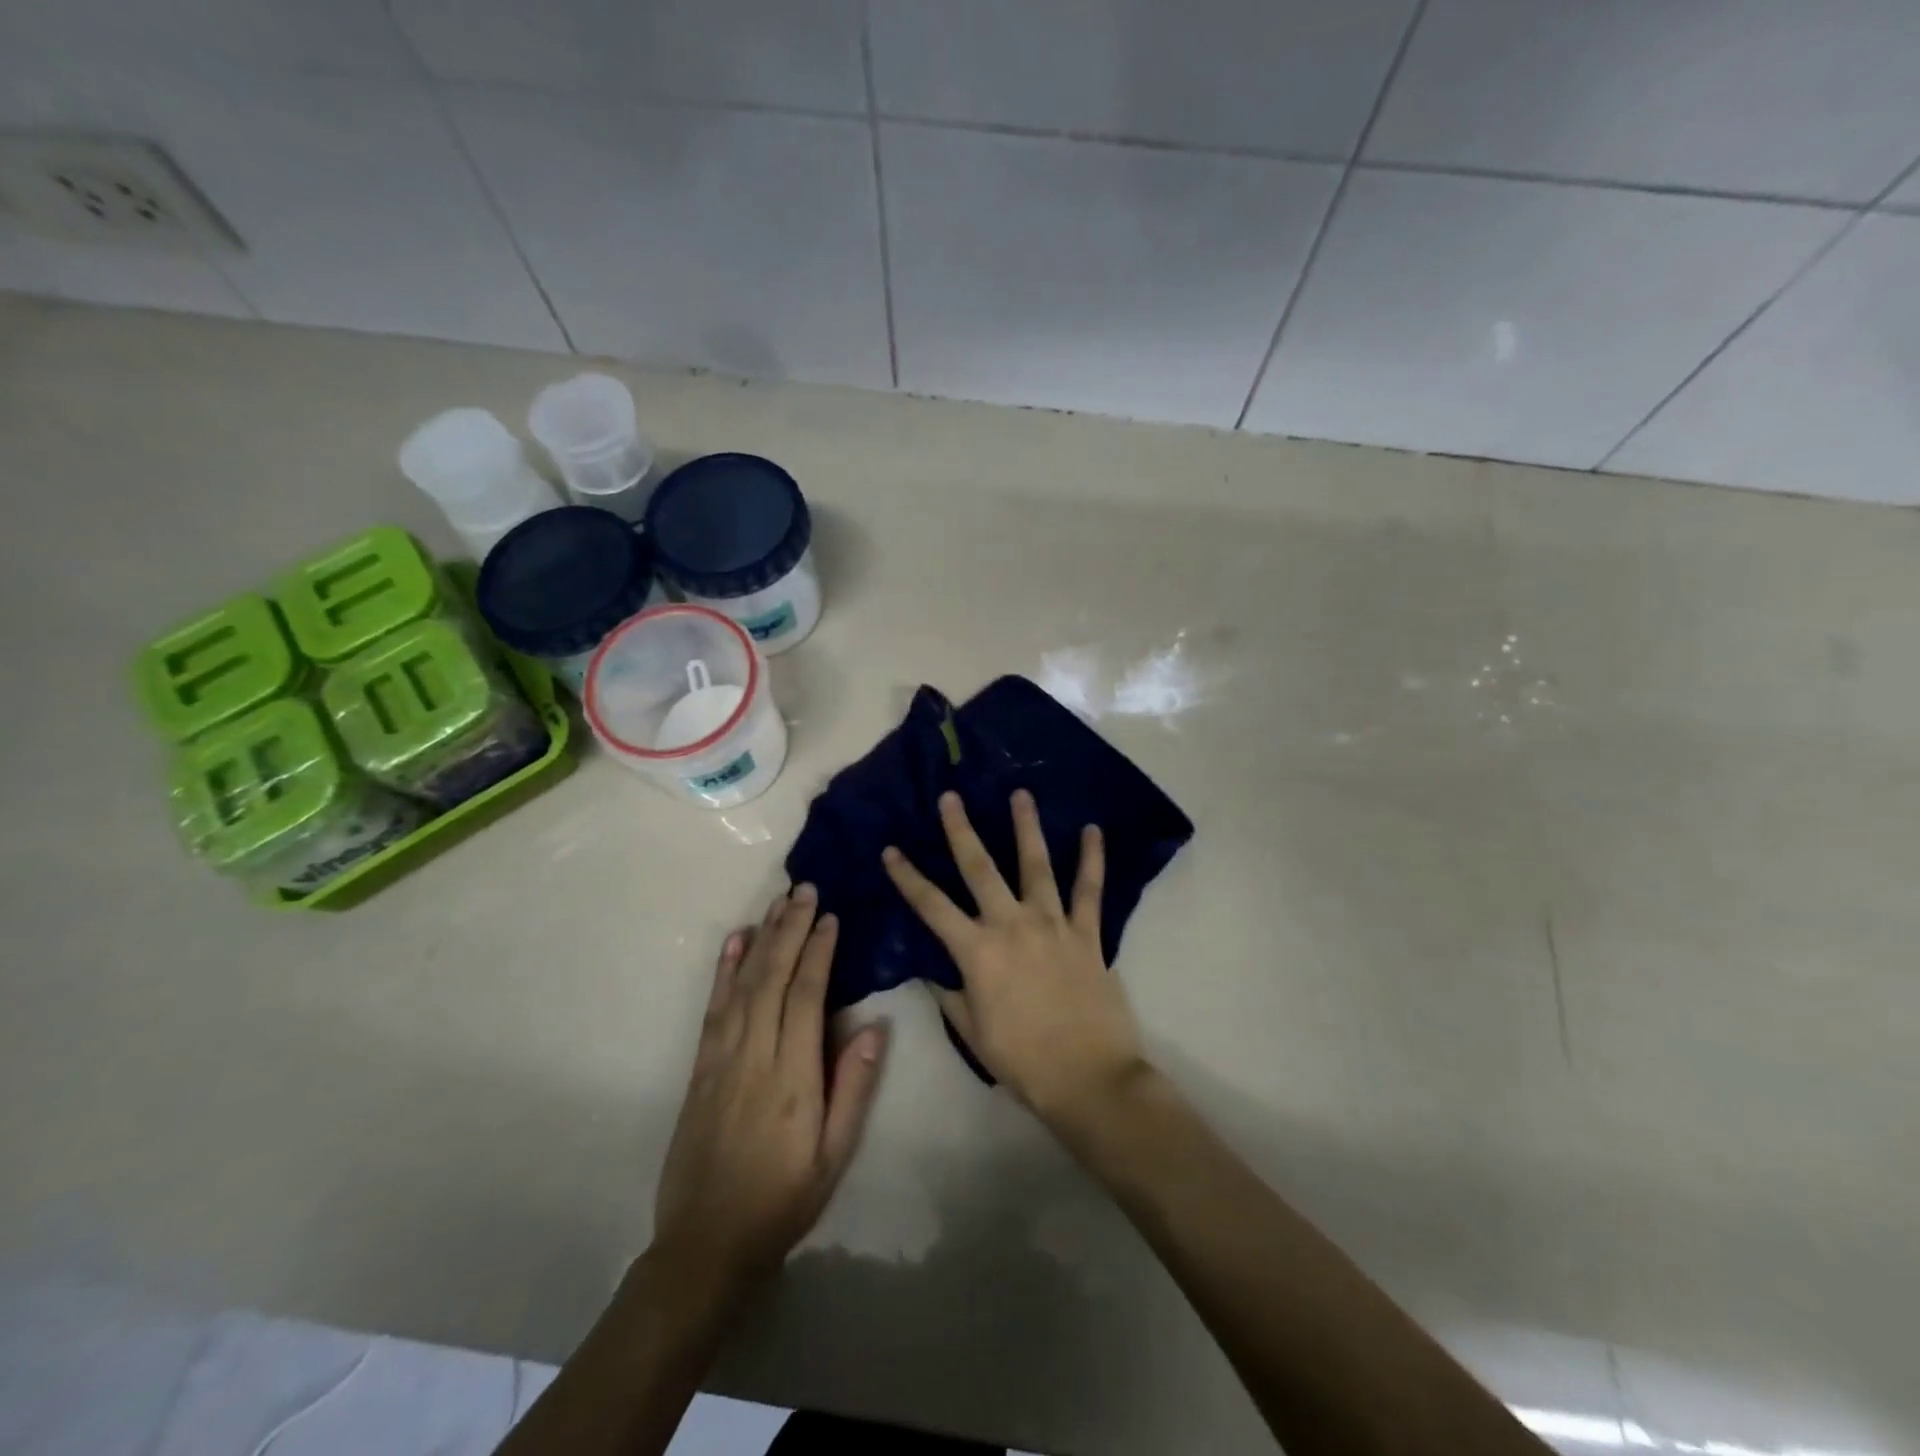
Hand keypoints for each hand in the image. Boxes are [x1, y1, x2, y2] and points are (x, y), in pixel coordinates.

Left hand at [652, 886, 889, 1296]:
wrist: (704, 1244)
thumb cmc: (782, 1200)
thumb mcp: (833, 1156)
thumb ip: (853, 1088)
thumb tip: (874, 1027)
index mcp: (792, 1076)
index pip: (806, 996)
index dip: (818, 951)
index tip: (830, 916)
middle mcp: (753, 1055)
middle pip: (772, 978)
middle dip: (790, 929)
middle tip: (805, 889)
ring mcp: (721, 1058)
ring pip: (742, 984)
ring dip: (761, 938)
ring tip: (777, 902)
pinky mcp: (700, 1067)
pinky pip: (713, 1007)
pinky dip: (724, 969)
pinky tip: (735, 942)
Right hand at [882, 790, 1148, 1129]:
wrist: (1089, 1079)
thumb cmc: (1023, 1061)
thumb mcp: (972, 1032)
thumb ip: (950, 994)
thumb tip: (932, 969)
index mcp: (978, 952)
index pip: (932, 906)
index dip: (908, 877)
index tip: (891, 849)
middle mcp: (1012, 926)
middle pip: (980, 869)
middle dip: (961, 830)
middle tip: (950, 797)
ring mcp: (1052, 924)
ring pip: (1036, 865)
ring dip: (1026, 827)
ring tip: (1020, 793)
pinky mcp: (1088, 933)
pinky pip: (1090, 890)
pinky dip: (1092, 859)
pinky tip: (1092, 830)